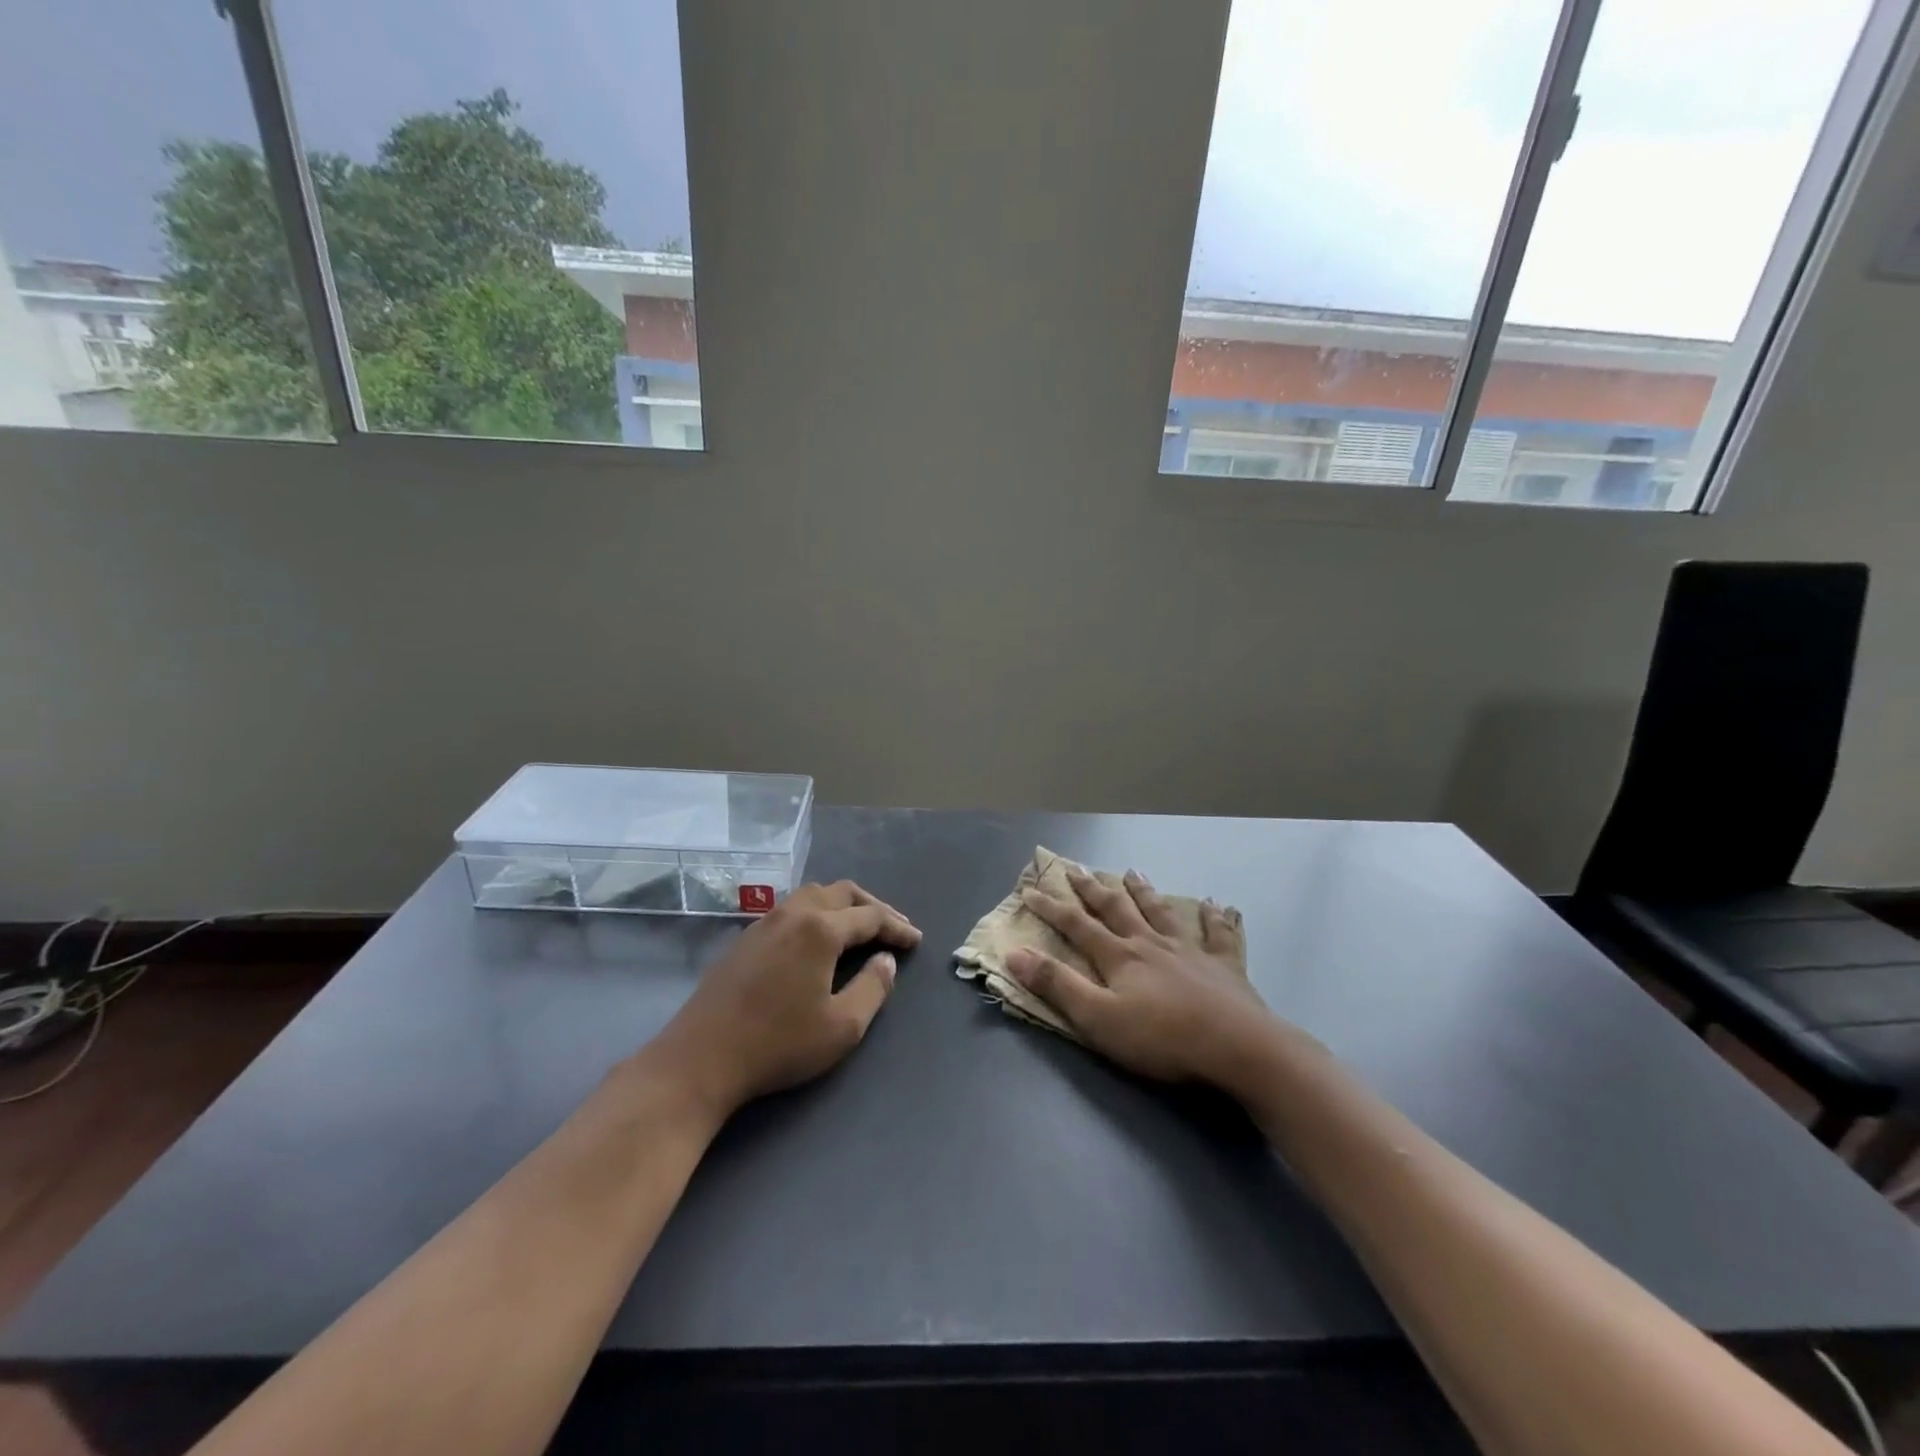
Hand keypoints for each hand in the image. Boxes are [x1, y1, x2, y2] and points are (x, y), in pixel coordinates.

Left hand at [649, 880, 921, 1118]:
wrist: (701, 1058)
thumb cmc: (778, 1044)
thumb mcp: (842, 1026)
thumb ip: (873, 988)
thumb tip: (886, 960)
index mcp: (820, 929)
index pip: (870, 917)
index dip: (897, 927)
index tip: (916, 941)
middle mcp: (793, 913)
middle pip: (842, 893)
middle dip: (873, 907)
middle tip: (894, 927)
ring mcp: (764, 922)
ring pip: (813, 894)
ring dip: (842, 904)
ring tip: (859, 925)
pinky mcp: (745, 938)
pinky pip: (791, 908)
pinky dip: (816, 912)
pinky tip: (817, 937)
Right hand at [1007, 867, 1279, 1091]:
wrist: (1237, 1047)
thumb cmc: (1162, 1039)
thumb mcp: (1098, 1019)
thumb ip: (1057, 985)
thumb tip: (1015, 953)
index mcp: (1119, 957)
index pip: (1077, 926)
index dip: (1051, 908)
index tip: (1030, 890)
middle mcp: (1150, 944)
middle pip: (1116, 909)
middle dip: (1092, 889)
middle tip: (1075, 868)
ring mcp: (1190, 951)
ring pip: (1161, 913)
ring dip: (1144, 892)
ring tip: (1133, 872)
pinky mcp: (1225, 966)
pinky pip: (1219, 935)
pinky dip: (1215, 918)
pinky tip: (1216, 905)